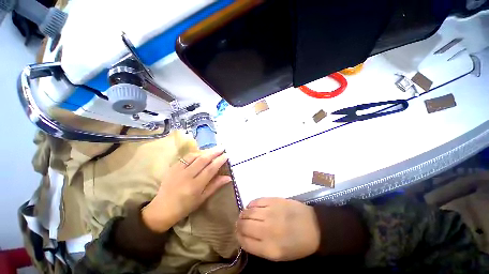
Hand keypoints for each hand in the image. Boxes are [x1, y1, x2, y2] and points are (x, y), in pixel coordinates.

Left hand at [142, 148, 231, 231]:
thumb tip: (228, 177)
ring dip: (205, 151)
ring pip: (194, 156)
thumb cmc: (185, 206)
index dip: (219, 161)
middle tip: (222, 147)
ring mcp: (178, 170)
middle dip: (214, 152)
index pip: (210, 169)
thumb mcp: (202, 198)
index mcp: (195, 186)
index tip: (226, 155)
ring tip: (213, 149)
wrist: (162, 209)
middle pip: (203, 160)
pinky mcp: (173, 167)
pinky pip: (186, 157)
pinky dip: (195, 153)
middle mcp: (187, 176)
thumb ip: (215, 185)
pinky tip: (201, 153)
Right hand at [236, 198, 320, 261]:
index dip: (238, 237)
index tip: (238, 233)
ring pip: (248, 211)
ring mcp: (270, 213)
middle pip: (244, 225)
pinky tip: (252, 207)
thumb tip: (244, 235)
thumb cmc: (297, 244)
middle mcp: (267, 230)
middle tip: (240, 223)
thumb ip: (259, 247)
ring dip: (243, 213)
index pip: (244, 242)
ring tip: (244, 214)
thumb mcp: (279, 254)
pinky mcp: (274, 200)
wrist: (314, 226)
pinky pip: (256, 201)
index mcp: (269, 249)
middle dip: (239, 224)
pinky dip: (251, 204)